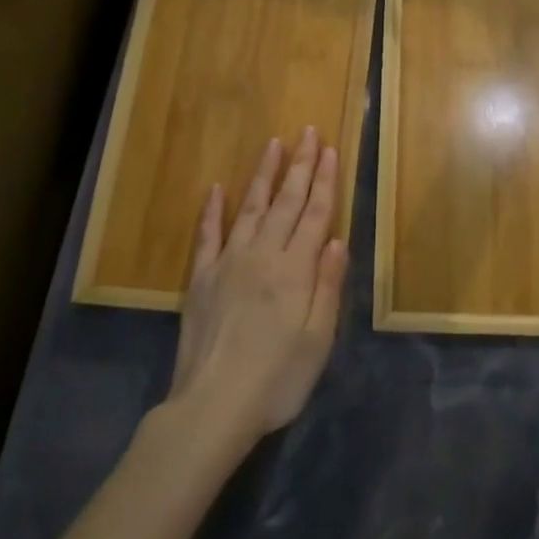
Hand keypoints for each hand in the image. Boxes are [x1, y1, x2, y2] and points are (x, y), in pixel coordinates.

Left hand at [169, 127, 347, 442]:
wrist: (213, 406)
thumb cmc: (277, 379)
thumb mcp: (319, 339)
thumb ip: (328, 285)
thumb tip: (337, 239)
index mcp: (295, 269)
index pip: (315, 214)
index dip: (324, 180)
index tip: (329, 149)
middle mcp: (262, 255)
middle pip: (286, 202)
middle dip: (299, 165)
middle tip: (307, 132)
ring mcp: (228, 263)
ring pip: (250, 208)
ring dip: (263, 175)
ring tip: (273, 145)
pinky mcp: (201, 279)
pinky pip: (208, 235)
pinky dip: (212, 211)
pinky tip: (216, 190)